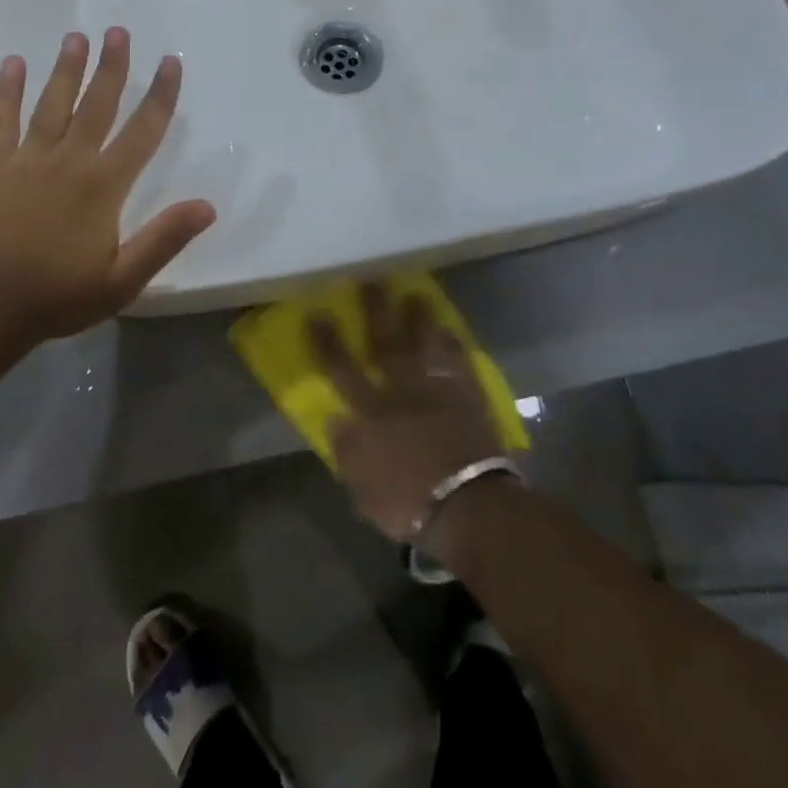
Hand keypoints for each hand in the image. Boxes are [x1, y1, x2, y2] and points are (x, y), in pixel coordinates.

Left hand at [0, 27, 215, 350]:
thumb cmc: (59, 295)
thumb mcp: (123, 279)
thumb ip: (164, 239)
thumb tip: (207, 205)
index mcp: (104, 186)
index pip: (142, 132)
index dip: (160, 96)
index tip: (170, 63)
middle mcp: (70, 161)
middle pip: (96, 105)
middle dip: (111, 67)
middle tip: (118, 31)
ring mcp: (28, 160)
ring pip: (52, 104)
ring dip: (65, 69)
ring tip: (76, 37)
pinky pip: (0, 121)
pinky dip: (6, 91)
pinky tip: (12, 64)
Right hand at [312, 283, 506, 543]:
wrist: (469, 507)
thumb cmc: (409, 503)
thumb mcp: (363, 489)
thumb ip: (347, 452)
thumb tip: (334, 418)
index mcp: (371, 413)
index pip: (342, 369)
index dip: (328, 341)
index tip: (318, 313)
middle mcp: (401, 391)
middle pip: (386, 343)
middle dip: (376, 311)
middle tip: (372, 280)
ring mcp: (437, 391)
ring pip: (425, 345)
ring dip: (419, 318)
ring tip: (415, 293)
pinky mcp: (468, 398)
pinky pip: (460, 364)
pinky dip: (455, 346)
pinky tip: (451, 329)